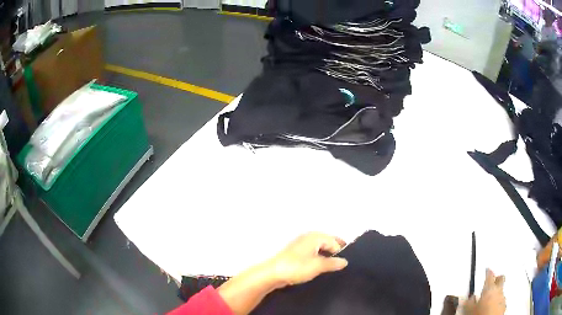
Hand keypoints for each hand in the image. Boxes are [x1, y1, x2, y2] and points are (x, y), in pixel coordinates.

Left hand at [217, 233, 348, 313]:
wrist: (272, 273)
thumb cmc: (297, 267)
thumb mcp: (318, 266)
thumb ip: (333, 263)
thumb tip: (345, 261)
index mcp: (315, 237)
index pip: (334, 242)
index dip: (341, 252)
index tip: (346, 263)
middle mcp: (309, 237)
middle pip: (327, 242)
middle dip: (335, 251)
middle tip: (342, 264)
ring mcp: (301, 244)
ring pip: (320, 247)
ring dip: (327, 255)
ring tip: (333, 267)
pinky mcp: (296, 253)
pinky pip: (312, 253)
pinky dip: (318, 258)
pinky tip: (320, 267)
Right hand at [464, 269, 505, 314]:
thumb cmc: (480, 314)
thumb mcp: (470, 309)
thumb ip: (470, 301)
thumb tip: (470, 298)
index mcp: (490, 288)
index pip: (490, 275)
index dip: (488, 272)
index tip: (487, 270)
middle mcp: (498, 290)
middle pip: (501, 279)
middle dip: (497, 278)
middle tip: (493, 279)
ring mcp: (503, 298)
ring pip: (501, 290)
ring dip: (497, 292)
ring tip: (491, 298)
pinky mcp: (504, 306)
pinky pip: (502, 300)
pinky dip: (498, 301)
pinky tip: (494, 307)